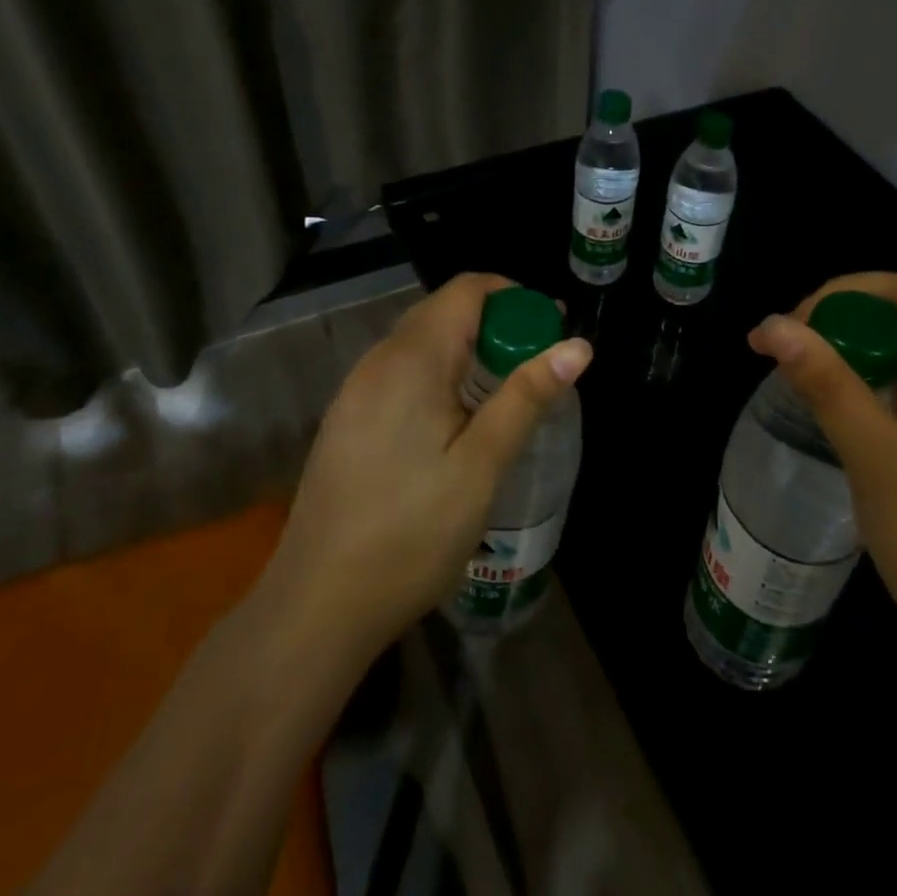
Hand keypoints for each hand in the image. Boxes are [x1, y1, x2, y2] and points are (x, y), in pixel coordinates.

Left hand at [266, 272, 592, 660]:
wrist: (318, 605)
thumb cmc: (411, 533)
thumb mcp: (482, 465)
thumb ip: (527, 397)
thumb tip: (579, 346)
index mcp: (410, 360)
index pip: (466, 290)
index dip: (514, 297)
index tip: (551, 329)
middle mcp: (377, 362)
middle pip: (443, 312)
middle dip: (496, 324)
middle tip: (538, 364)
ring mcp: (355, 392)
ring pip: (421, 343)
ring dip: (469, 351)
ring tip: (505, 394)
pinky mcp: (347, 420)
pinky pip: (402, 373)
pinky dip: (440, 375)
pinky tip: (456, 422)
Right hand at [749, 274, 896, 715]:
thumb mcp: (877, 464)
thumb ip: (827, 385)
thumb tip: (771, 324)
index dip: (844, 293)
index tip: (791, 330)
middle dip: (843, 327)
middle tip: (787, 364)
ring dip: (858, 362)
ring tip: (808, 395)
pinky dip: (880, 394)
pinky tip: (852, 430)